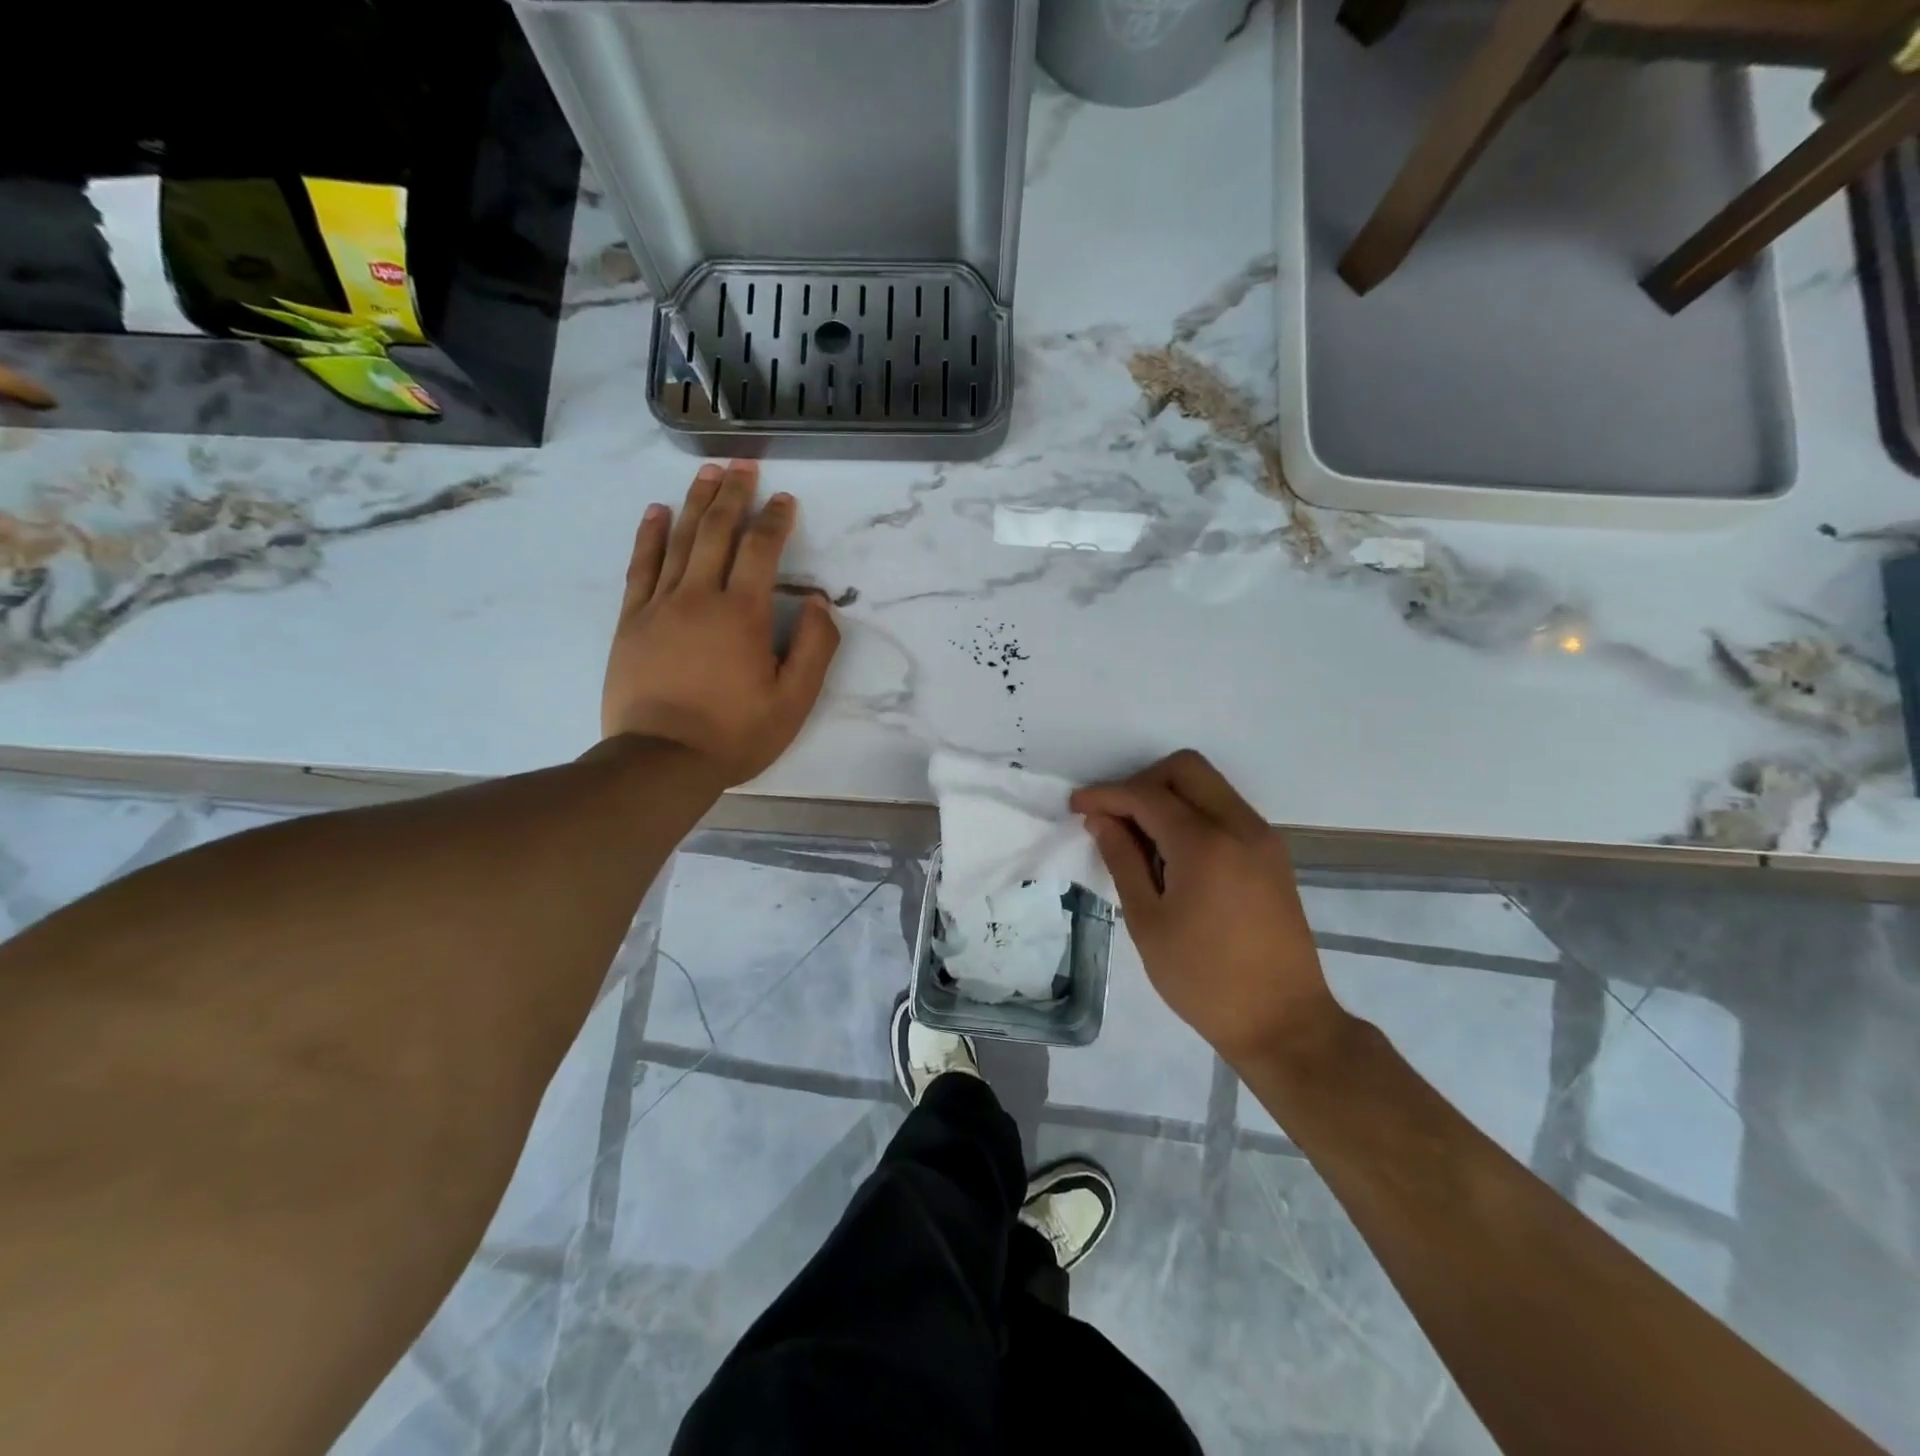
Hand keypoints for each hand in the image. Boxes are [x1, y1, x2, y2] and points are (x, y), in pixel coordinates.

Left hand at [602, 461, 839, 786]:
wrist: (661, 760)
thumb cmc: (734, 733)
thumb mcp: (794, 700)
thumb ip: (814, 647)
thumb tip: (817, 601)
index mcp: (742, 613)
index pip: (761, 550)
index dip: (775, 520)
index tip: (785, 499)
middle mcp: (699, 596)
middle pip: (717, 530)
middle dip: (733, 493)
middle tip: (743, 464)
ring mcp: (660, 605)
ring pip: (679, 540)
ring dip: (695, 502)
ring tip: (707, 472)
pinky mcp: (632, 620)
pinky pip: (641, 566)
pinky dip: (650, 535)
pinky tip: (657, 512)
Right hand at [1071, 751, 1339, 1069]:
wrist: (1283, 1022)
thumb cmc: (1203, 979)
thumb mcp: (1148, 922)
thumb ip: (1122, 860)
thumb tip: (1101, 820)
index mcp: (1205, 844)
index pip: (1147, 796)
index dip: (1106, 795)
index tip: (1076, 807)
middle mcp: (1240, 826)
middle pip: (1186, 769)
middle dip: (1141, 782)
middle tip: (1114, 817)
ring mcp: (1263, 838)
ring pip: (1209, 786)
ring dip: (1169, 797)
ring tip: (1140, 840)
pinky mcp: (1272, 855)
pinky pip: (1226, 811)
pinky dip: (1193, 815)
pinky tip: (1173, 854)